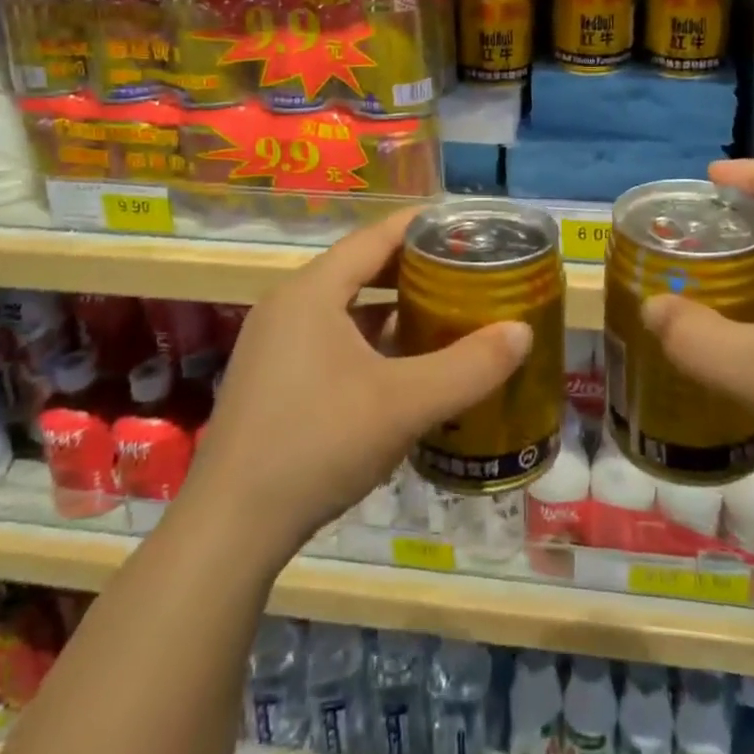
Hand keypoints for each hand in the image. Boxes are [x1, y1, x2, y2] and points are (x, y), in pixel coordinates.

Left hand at [185, 208, 533, 561]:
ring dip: (391, 306)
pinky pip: (330, 337)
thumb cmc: (317, 444)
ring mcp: (275, 343)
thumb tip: (523, 332)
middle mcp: (288, 305)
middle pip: (361, 267)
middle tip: (465, 270)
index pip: (375, 237)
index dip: (421, 225)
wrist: (229, 529)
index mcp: (311, 291)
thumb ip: (468, 367)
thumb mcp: (404, 404)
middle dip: (413, 267)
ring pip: (345, 306)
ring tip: (443, 311)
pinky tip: (402, 365)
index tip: (465, 223)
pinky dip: (369, 339)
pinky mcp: (272, 378)